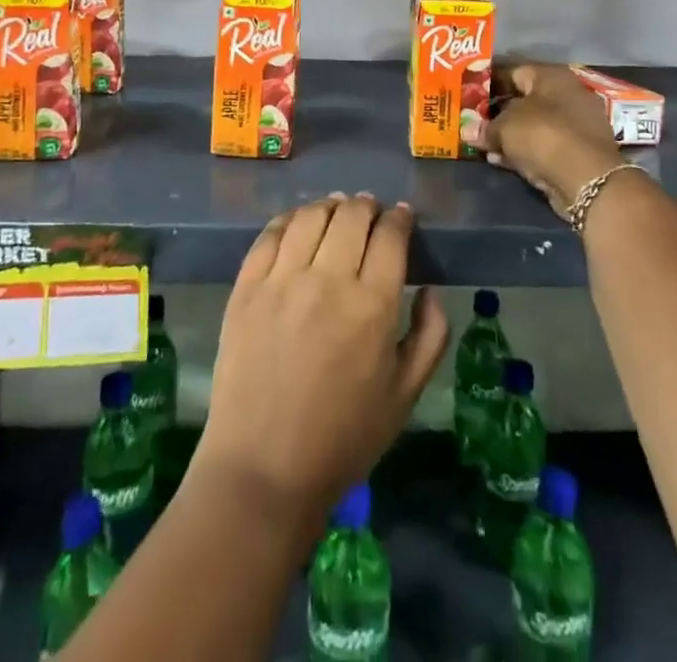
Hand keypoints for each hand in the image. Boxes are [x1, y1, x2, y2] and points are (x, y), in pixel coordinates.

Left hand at [194, 195, 448, 528]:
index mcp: (371, 306)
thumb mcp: (405, 396)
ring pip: (310, 216)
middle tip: (371, 210)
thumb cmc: (343, 439)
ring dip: (330, 205)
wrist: (263, 470)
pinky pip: (269, 235)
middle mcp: (326, 280)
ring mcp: (281, 281)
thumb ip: (430, 336)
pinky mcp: (246, 288)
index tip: (401, 217)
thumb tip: (429, 289)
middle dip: (367, 206)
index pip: (389, 236)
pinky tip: (297, 222)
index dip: (399, 219)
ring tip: (337, 208)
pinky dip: (289, 219)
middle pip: (351, 216)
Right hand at [483, 63, 623, 217]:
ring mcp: (576, 124)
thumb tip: (466, 130)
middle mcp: (567, 94)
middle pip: (525, 99)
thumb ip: (484, 127)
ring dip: (509, 135)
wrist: (587, 179)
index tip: (469, 96)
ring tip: (483, 145)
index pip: (514, 71)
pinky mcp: (578, 151)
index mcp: (552, 76)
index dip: (489, 83)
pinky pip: (543, 145)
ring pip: (534, 125)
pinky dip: (523, 150)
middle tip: (473, 121)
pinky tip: (500, 160)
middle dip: (498, 112)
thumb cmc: (543, 135)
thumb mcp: (505, 128)